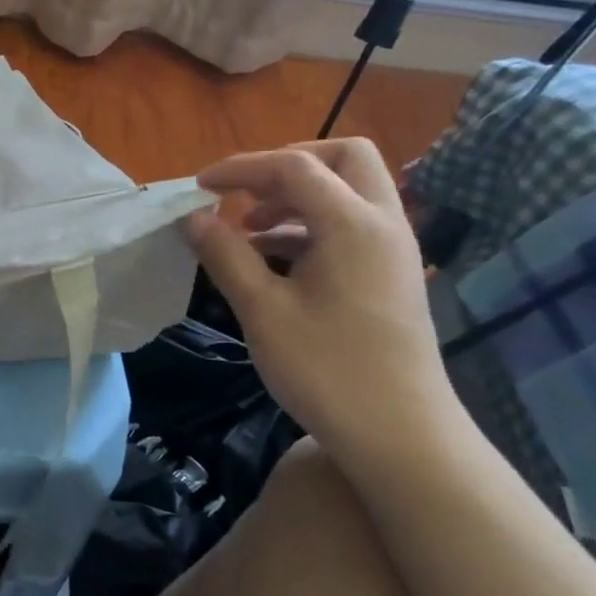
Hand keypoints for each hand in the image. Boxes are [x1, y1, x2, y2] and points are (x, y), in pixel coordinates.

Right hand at [185, 139, 456, 450]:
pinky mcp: (390, 274)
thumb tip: (193, 217)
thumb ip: (225, 254)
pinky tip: (272, 258)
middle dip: (287, 164)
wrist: (402, 438)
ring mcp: (393, 250)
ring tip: (248, 228)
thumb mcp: (262, 310)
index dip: (241, 167)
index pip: (294, 167)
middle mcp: (383, 224)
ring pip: (349, 191)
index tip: (199, 187)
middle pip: (344, 158)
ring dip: (297, 196)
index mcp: (354, 224)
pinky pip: (351, 224)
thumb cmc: (327, 370)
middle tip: (245, 192)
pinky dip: (310, 224)